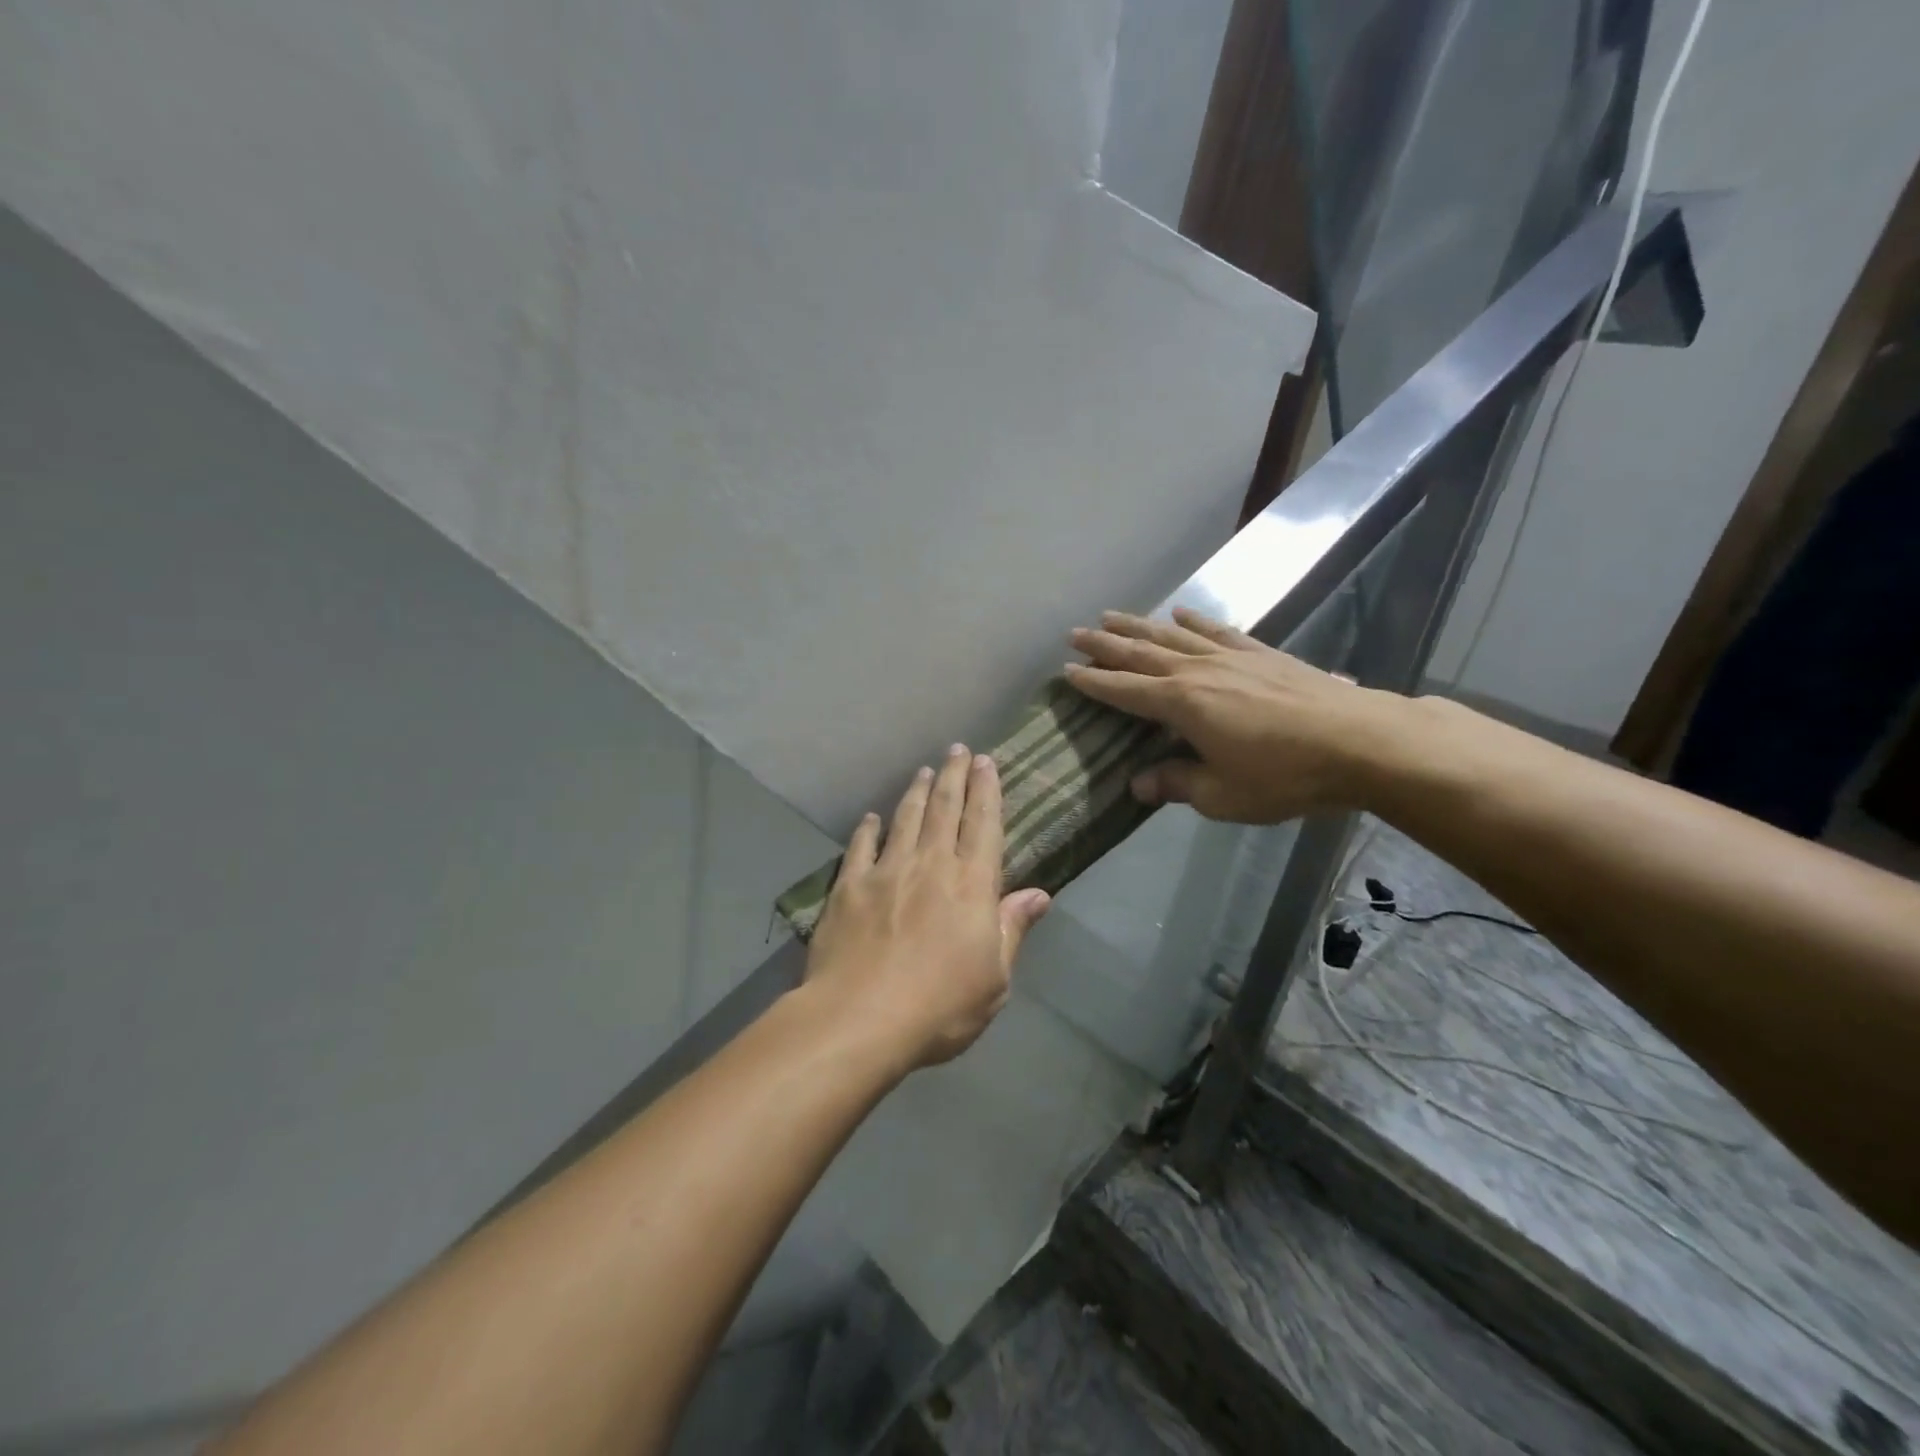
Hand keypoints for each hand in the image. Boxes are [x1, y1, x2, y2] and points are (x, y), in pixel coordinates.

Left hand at [805, 745, 1051, 1071]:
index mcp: (971, 884)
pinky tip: (872, 816)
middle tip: (957, 749)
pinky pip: (861, 846)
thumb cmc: (939, 1006)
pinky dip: (868, 828)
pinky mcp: (849, 886)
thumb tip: (1039, 893)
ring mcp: (886, 871)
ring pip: (905, 818)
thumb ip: (1012, 929)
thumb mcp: (994, 979)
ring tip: (923, 770)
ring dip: (916, 791)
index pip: (983, 824)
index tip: (986, 761)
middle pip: (944, 808)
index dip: (986, 790)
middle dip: (953, 775)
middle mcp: (930, 864)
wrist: (859, 1018)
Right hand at [1065, 607, 1396, 823]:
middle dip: (1105, 644)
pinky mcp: (1262, 653)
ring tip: (1112, 615)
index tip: (1065, 671)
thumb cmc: (1284, 775)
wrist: (1360, 741)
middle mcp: (1198, 671)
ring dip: (1139, 625)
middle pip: (1142, 653)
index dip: (1093, 683)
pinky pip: (1218, 630)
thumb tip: (1137, 784)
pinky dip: (1195, 620)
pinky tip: (1182, 611)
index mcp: (1182, 705)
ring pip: (1173, 634)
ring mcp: (1232, 657)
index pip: (1125, 690)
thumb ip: (1176, 785)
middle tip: (1075, 633)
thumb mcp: (1222, 795)